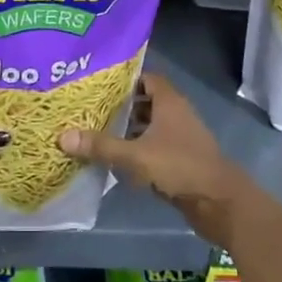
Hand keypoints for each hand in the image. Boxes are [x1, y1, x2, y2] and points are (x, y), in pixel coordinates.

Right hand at [57, 73, 254, 243]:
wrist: (219, 203)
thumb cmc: (179, 167)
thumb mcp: (135, 156)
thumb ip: (101, 146)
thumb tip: (62, 136)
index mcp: (169, 102)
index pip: (146, 78)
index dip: (124, 79)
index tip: (97, 84)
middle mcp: (176, 114)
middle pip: (145, 102)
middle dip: (121, 105)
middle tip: (89, 108)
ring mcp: (180, 138)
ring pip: (149, 126)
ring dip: (128, 129)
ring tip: (96, 131)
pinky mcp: (180, 160)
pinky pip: (154, 147)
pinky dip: (137, 149)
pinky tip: (116, 158)